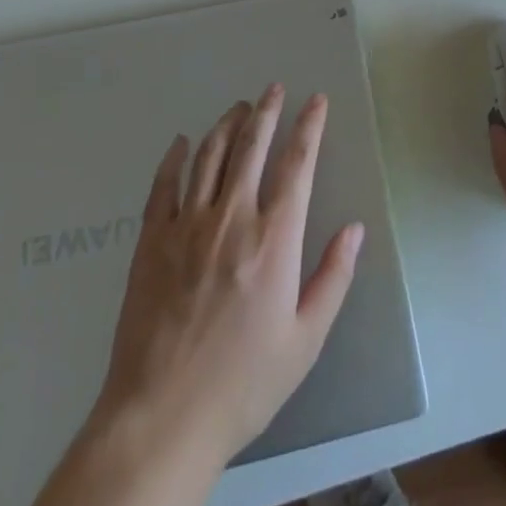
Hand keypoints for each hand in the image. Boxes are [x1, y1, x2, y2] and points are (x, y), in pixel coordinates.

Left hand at [91, 86, 364, 469]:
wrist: (161, 417)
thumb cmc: (243, 383)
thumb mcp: (304, 340)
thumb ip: (333, 278)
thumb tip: (354, 228)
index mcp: (273, 239)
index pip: (297, 165)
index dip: (309, 127)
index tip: (316, 101)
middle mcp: (231, 218)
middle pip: (251, 147)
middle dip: (267, 111)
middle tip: (273, 88)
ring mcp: (187, 226)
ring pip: (210, 156)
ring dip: (227, 125)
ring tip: (238, 107)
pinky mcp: (151, 241)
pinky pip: (164, 185)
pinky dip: (175, 158)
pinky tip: (182, 143)